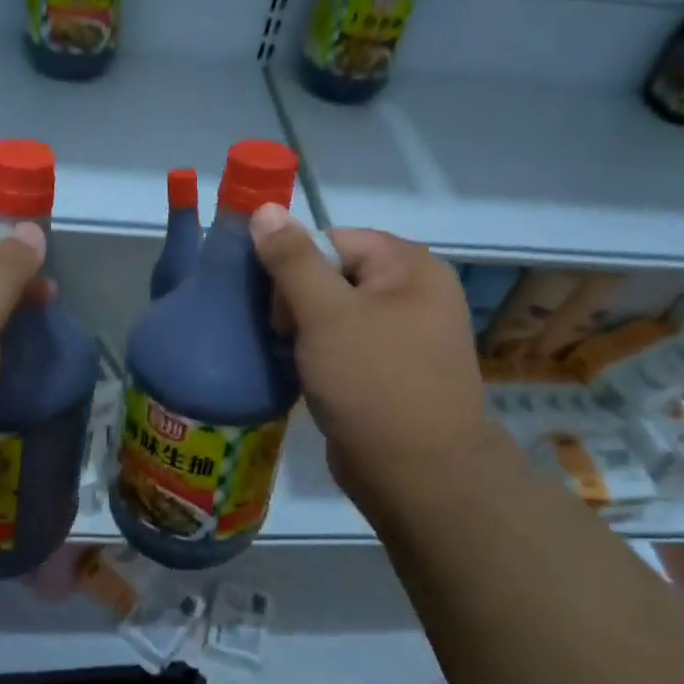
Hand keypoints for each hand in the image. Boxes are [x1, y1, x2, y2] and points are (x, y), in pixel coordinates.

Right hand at [249, 204, 491, 527]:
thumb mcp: (326, 314)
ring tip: (291, 360)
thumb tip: (265, 208)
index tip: (276, 308)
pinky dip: (320, 357)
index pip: (333, 240)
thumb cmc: (373, 383)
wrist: (419, 475)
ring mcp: (405, 336)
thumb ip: (292, 260)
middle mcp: (413, 294)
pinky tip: (305, 378)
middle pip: (333, 275)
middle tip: (284, 339)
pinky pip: (345, 347)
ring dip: (304, 333)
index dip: (296, 267)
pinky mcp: (391, 372)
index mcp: (409, 267)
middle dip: (297, 304)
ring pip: (334, 315)